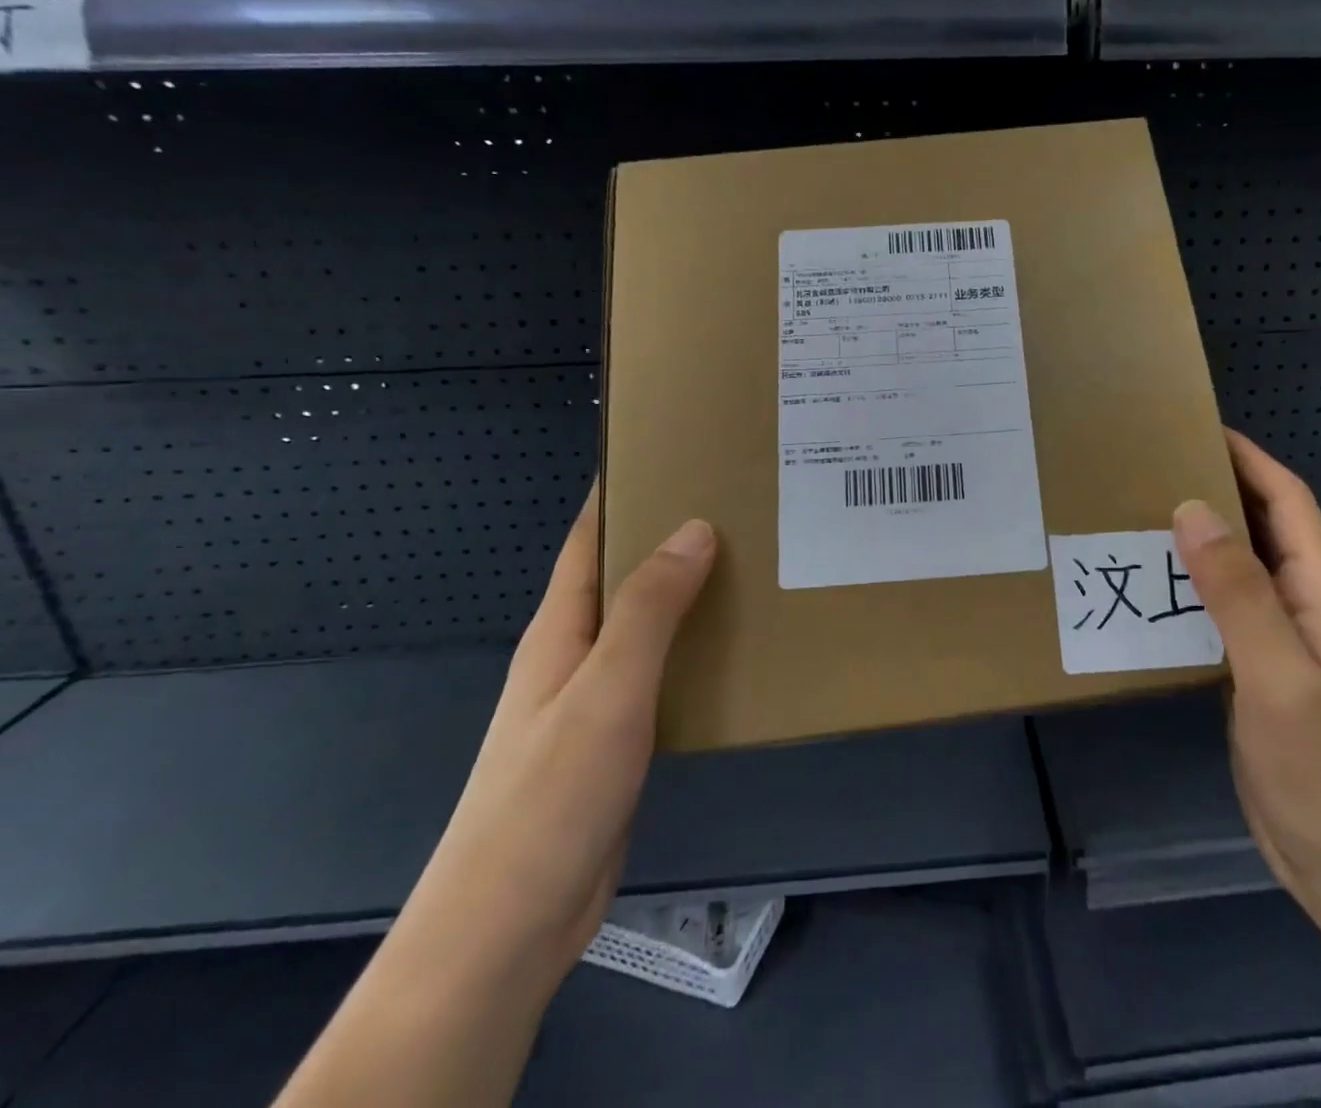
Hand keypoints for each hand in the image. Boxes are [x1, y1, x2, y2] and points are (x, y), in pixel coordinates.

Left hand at [396, 488, 715, 990]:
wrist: (511, 924)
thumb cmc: (551, 795)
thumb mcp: (607, 689)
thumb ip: (649, 609)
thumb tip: (694, 528)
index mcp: (561, 628)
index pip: (590, 538)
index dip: (622, 490)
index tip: (673, 452)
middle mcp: (575, 653)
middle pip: (624, 574)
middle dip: (672, 535)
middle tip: (740, 505)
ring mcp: (596, 698)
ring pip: (648, 624)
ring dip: (689, 592)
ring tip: (752, 565)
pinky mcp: (619, 738)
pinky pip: (662, 671)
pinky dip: (695, 647)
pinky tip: (736, 648)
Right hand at [1172, 430, 1320, 909]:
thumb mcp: (1277, 674)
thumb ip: (1237, 591)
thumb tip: (1192, 509)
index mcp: (1320, 591)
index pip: (1287, 501)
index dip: (1248, 457)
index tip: (1196, 426)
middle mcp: (1302, 602)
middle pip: (1263, 524)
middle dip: (1218, 485)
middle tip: (1153, 463)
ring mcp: (1279, 637)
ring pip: (1238, 563)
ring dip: (1199, 532)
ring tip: (1139, 511)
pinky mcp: (1254, 666)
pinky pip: (1220, 605)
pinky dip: (1189, 581)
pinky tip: (1149, 583)